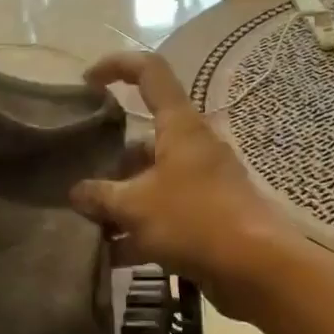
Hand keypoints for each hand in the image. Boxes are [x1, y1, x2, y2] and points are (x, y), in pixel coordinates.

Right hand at [72, 52, 294, 318]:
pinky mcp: (208, 217)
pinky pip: (165, 215)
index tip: (86, 81)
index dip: (116, 66)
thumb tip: (77, 193)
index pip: (149, 72)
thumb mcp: (135, 206)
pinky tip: (110, 256)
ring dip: (121, 202)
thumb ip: (100, 196)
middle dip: (110, 162)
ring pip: (152, 182)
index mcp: (179, 126)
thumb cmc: (193, 220)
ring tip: (87, 225)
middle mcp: (193, 148)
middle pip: (144, 139)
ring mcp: (202, 183)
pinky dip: (139, 230)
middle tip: (79, 183)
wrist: (256, 267)